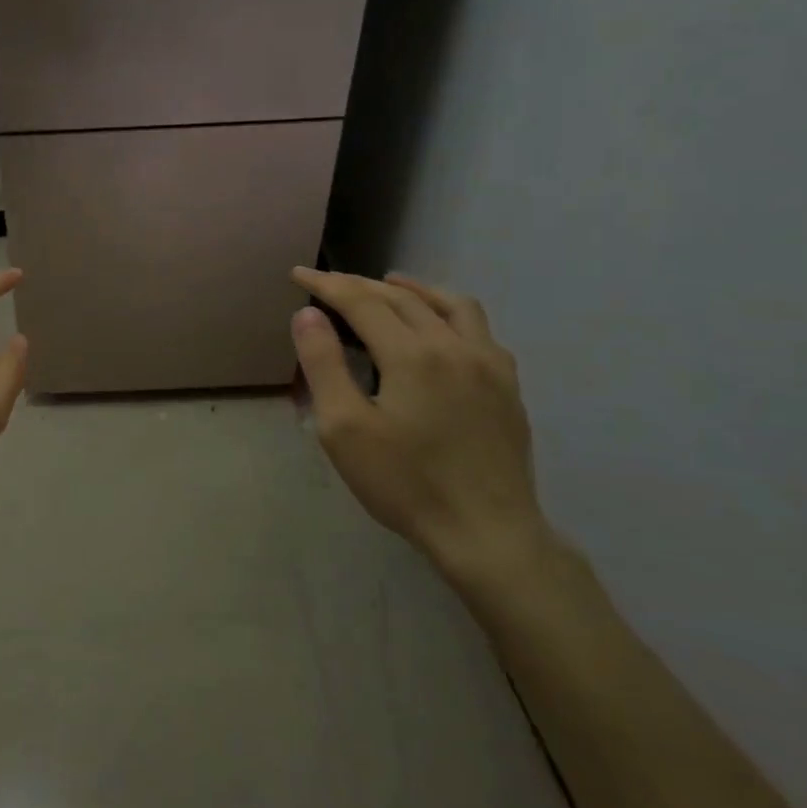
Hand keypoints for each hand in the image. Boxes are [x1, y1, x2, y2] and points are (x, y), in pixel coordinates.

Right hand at [289, 267, 553, 588]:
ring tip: (389, 287)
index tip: (298, 274)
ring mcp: (489, 364)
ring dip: (412, 290)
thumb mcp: (344, 429)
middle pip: (402, 298)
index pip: (362, 301)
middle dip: (360, 285)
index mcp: (412, 354)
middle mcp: (454, 345)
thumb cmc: (405, 483)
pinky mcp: (508, 386)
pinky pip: (479, 329)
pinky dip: (449, 313)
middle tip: (328, 284)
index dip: (327, 284)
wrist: (487, 533)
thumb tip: (308, 314)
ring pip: (449, 304)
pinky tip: (440, 329)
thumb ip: (323, 364)